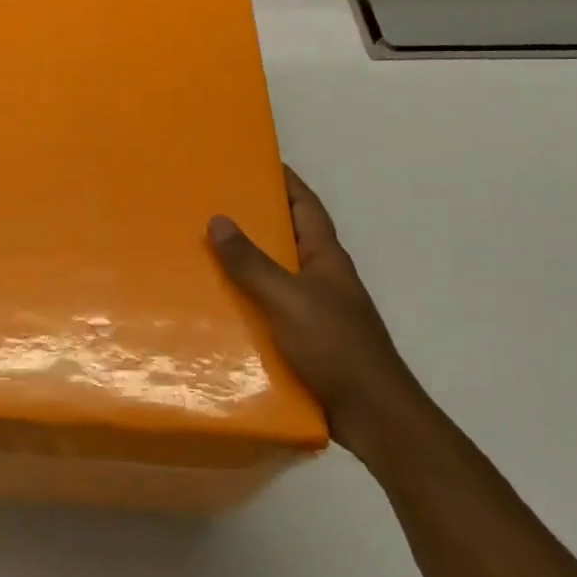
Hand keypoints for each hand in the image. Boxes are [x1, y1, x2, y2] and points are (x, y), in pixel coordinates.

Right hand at [208, 166, 424, 455]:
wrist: (373, 417)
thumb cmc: (336, 348)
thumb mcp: (288, 300)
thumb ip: (252, 263)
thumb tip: (218, 220)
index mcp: (326, 257)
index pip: (305, 205)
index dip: (285, 180)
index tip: (255, 159)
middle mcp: (322, 277)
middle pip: (287, 236)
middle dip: (256, 218)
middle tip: (212, 203)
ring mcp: (315, 309)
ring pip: (276, 273)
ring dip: (247, 262)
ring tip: (203, 250)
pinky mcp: (305, 339)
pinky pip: (269, 308)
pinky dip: (247, 300)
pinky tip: (218, 305)